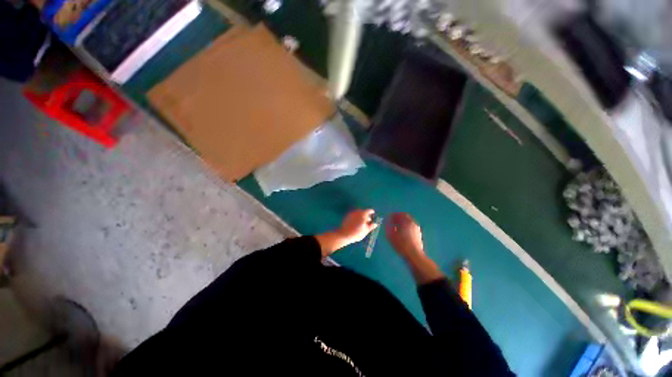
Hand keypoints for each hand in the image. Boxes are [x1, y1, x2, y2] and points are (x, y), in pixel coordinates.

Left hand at [336, 209, 378, 244]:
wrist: (344, 234)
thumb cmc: (356, 233)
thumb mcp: (366, 231)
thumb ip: (371, 226)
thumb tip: (375, 224)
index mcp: (363, 214)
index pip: (369, 210)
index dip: (371, 212)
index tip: (373, 215)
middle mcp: (357, 212)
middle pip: (363, 211)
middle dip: (366, 215)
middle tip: (368, 221)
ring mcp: (351, 213)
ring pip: (358, 213)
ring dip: (361, 217)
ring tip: (362, 224)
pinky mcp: (347, 216)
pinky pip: (354, 215)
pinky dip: (356, 218)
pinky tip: (356, 224)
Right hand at [386, 213, 443, 283]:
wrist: (414, 256)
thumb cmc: (401, 244)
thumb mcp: (391, 235)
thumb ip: (388, 227)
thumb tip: (386, 222)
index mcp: (407, 222)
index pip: (400, 214)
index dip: (394, 215)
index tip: (389, 217)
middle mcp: (413, 224)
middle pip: (406, 218)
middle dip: (398, 219)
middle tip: (392, 221)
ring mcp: (417, 230)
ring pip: (409, 223)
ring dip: (402, 223)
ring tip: (396, 228)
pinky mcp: (418, 236)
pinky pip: (411, 228)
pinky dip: (406, 228)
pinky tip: (402, 234)